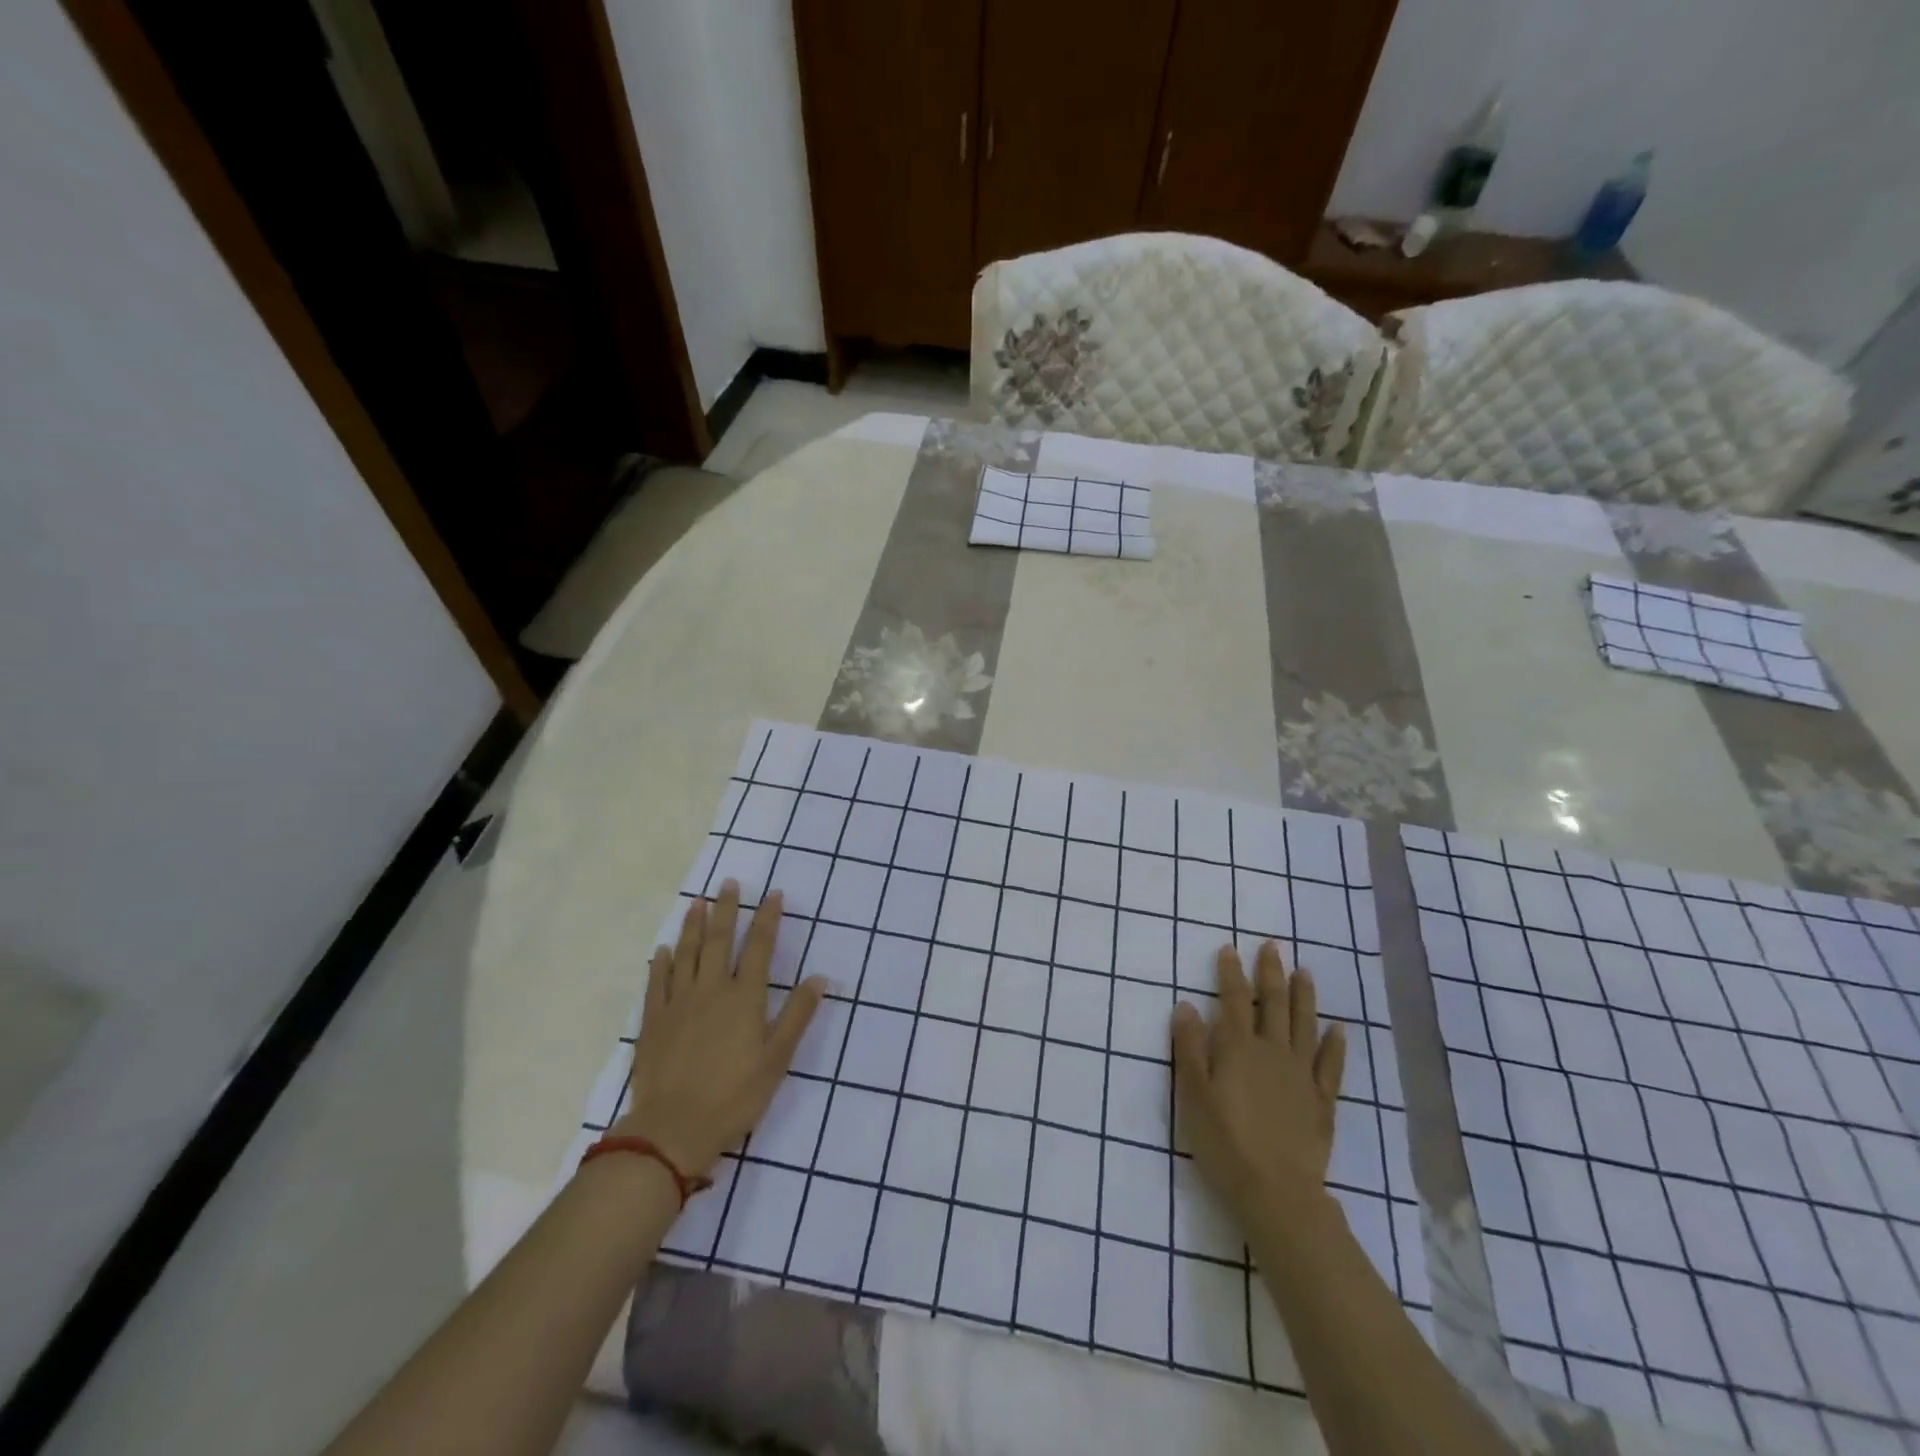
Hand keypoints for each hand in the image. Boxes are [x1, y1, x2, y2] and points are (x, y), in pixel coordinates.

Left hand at [611, 881, 826, 1177]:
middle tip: (730, 883)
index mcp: (744, 997)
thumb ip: (797, 1015)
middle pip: (719, 941)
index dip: (768, 918)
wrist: (673, 1129)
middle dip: (728, 909)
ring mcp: (678, 1003)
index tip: (774, 894)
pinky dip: (661, 963)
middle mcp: (711, 990)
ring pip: (686, 954)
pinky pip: (657, 983)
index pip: (759, 947)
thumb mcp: (777, 1059)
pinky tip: (663, 950)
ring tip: (698, 902)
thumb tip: (820, 978)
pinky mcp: (653, 1022)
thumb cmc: (734, 1096)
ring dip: (693, 925)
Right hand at [1172, 941, 1345, 1221]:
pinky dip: (1335, 1044)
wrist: (1276, 1192)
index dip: (1230, 973)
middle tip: (1272, 947)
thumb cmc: (1224, 1142)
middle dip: (1270, 973)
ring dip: (1304, 996)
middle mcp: (1272, 1052)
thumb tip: (1186, 1005)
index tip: (1229, 949)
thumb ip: (1189, 1048)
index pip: (1232, 1000)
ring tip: (1304, 972)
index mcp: (1238, 1049)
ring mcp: (1301, 1075)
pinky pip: (1331, 1065)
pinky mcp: (1322, 1100)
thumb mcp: (1193, 1094)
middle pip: (1272, 1004)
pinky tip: (1338, 1028)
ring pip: (1304, 1025)